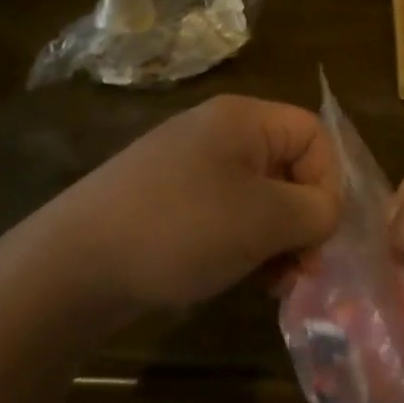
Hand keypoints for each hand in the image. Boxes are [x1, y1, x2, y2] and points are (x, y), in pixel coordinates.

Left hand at [35, 95, 340, 321]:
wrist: (75, 263)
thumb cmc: (182, 228)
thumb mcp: (263, 219)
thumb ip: (314, 211)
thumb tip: (326, 213)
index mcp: (243, 119)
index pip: (314, 134)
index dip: (328, 182)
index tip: (317, 232)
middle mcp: (218, 132)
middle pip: (289, 167)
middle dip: (302, 219)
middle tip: (299, 269)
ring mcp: (190, 166)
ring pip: (260, 197)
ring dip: (276, 239)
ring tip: (270, 283)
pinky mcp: (170, 200)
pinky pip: (227, 214)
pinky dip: (243, 244)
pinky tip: (237, 277)